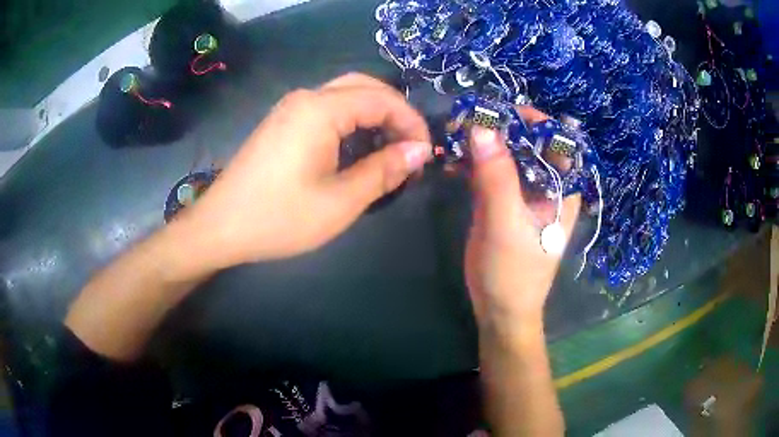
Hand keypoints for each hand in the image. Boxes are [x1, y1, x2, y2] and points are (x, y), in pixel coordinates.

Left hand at [174, 73, 431, 272]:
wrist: (220, 227)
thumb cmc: (279, 218)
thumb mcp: (340, 201)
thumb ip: (384, 171)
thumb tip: (419, 151)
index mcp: (320, 109)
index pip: (383, 99)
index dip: (411, 123)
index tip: (425, 154)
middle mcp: (306, 97)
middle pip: (364, 87)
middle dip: (395, 113)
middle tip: (409, 147)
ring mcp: (290, 108)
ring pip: (345, 96)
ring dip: (373, 116)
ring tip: (389, 151)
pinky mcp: (282, 122)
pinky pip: (326, 109)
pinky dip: (351, 122)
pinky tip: (356, 149)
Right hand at [464, 107, 579, 331]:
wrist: (500, 310)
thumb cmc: (513, 273)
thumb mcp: (506, 224)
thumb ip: (497, 177)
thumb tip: (482, 127)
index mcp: (562, 189)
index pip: (557, 141)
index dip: (533, 122)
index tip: (499, 114)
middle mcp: (547, 185)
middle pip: (529, 143)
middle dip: (501, 130)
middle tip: (468, 121)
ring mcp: (523, 193)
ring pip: (508, 155)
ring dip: (484, 144)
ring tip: (456, 136)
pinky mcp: (502, 202)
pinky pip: (491, 172)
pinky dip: (474, 162)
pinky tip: (454, 160)